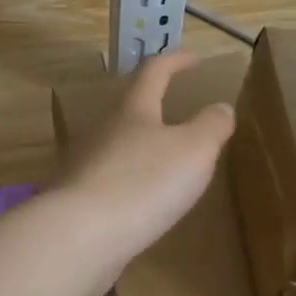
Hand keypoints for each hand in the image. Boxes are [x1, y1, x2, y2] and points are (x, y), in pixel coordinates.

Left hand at [52, 51, 235, 295]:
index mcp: (132, 112)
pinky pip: (108, 183)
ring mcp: (83, 166)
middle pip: (129, 111)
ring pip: (116, 148)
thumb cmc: (144, 183)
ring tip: (165, 165)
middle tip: (180, 119)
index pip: (153, 72)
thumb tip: (220, 107)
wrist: (80, 236)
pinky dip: (127, 185)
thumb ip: (211, 125)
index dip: (175, 61)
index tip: (194, 58)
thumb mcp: (194, 150)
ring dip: (140, 150)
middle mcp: (102, 131)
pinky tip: (139, 204)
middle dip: (153, 110)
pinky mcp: (75, 201)